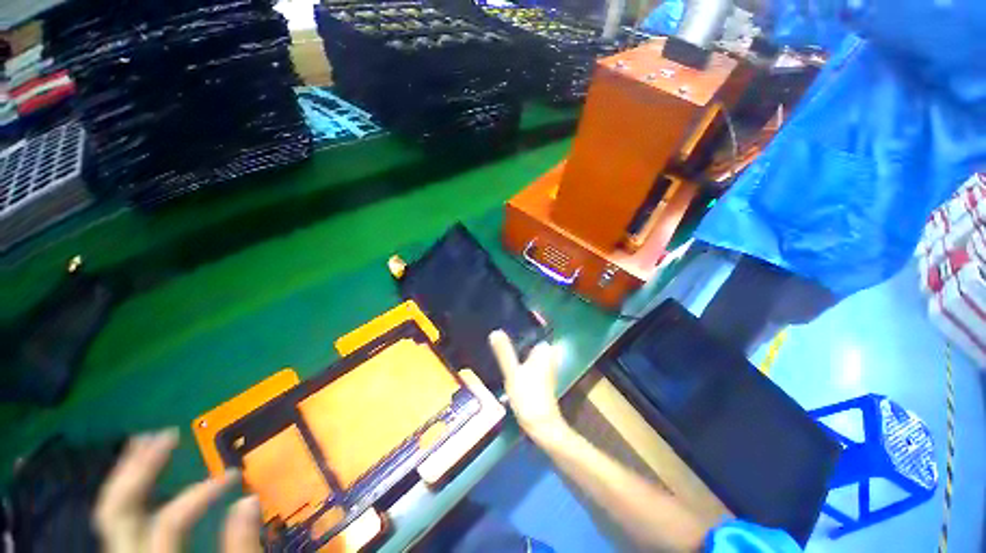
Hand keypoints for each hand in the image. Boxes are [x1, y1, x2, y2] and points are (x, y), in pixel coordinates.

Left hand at [94, 428, 262, 552]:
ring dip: (127, 473)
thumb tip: (248, 500)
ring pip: (108, 513)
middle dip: (139, 469)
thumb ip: (240, 550)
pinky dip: (127, 491)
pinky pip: (116, 520)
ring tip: (147, 440)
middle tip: (167, 435)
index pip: (168, 524)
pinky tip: (139, 473)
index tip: (235, 477)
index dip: (200, 494)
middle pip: (116, 513)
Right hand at [488, 330, 566, 437]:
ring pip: (527, 350)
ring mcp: (544, 366)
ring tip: (498, 343)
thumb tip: (495, 331)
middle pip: (528, 340)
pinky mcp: (539, 375)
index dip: (519, 323)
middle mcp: (547, 354)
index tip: (504, 319)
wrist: (541, 426)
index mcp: (544, 350)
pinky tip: (505, 360)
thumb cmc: (528, 396)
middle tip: (497, 332)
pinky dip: (518, 359)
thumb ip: (504, 352)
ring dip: (515, 348)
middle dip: (515, 336)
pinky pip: (527, 360)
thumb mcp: (512, 373)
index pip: (532, 329)